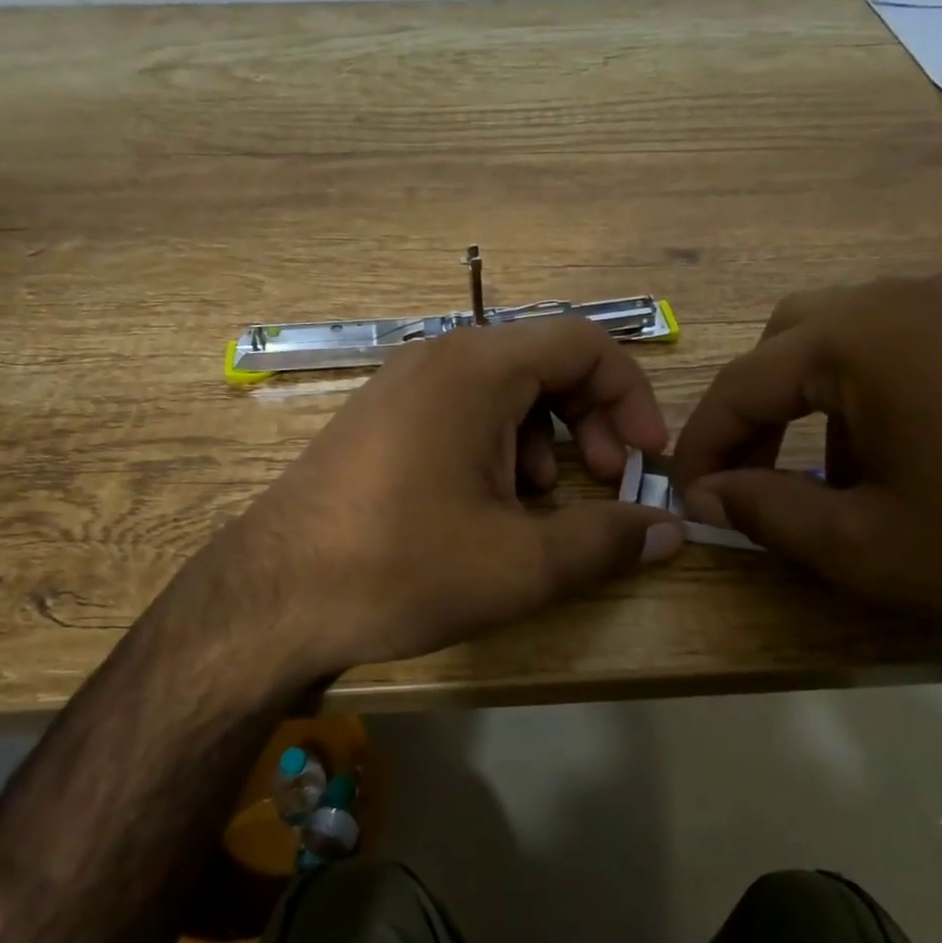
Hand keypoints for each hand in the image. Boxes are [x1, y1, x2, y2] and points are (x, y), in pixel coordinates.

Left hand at [229, 318, 683, 673]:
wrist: (272, 598)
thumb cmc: (402, 569)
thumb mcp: (521, 564)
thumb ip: (607, 541)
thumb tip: (669, 530)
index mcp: (477, 369)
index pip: (584, 344)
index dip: (631, 397)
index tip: (644, 459)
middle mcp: (437, 359)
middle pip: (545, 365)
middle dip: (589, 423)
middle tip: (601, 483)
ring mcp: (400, 387)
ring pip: (503, 393)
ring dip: (543, 442)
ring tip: (539, 505)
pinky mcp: (378, 421)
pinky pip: (460, 414)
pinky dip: (496, 450)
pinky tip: (485, 508)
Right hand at [672, 269, 941, 664]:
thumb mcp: (862, 547)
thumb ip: (763, 511)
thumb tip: (705, 493)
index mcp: (868, 334)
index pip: (745, 380)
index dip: (703, 440)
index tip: (685, 491)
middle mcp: (922, 291)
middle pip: (796, 338)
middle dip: (761, 408)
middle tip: (756, 476)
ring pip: (862, 333)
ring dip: (824, 398)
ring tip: (844, 474)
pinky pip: (928, 338)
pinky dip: (888, 386)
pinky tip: (920, 450)